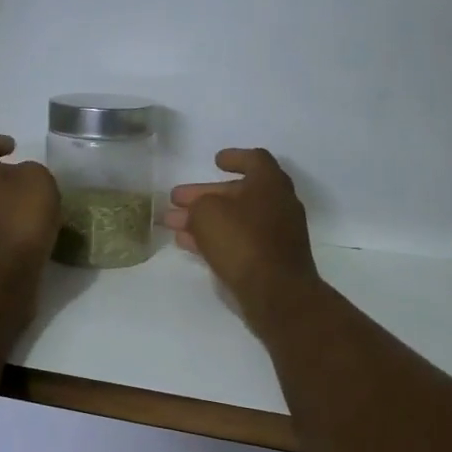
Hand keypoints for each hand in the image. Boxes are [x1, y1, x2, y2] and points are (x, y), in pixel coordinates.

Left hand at [0, 134, 60, 274]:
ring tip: (35, 208)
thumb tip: (23, 179)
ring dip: (6, 203)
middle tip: (27, 179)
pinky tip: (32, 233)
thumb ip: (31, 171)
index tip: (12, 148)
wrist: (3, 274)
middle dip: (0, 175)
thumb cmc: (19, 216)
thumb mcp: (39, 179)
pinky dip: (9, 226)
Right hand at [164, 148, 319, 324]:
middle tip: (177, 198)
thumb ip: (198, 205)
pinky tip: (188, 245)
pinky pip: (238, 241)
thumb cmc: (243, 240)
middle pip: (238, 193)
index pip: (254, 159)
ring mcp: (276, 234)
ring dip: (204, 219)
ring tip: (173, 224)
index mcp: (270, 183)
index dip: (234, 157)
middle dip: (205, 195)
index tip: (215, 161)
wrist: (276, 293)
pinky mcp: (270, 260)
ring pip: (234, 219)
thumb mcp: (208, 213)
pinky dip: (215, 239)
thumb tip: (197, 210)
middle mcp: (278, 205)